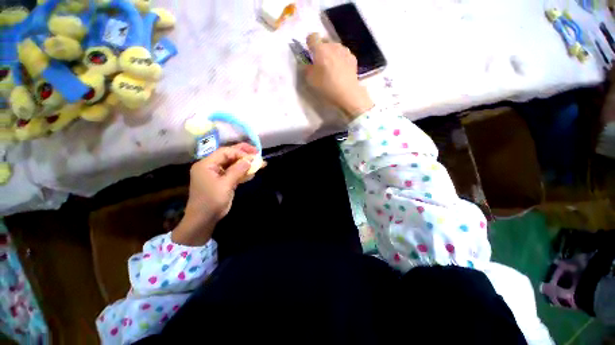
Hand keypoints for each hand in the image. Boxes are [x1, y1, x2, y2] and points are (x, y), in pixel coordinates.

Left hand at [172, 143, 257, 245]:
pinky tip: (252, 172)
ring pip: (233, 164)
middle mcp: (211, 166)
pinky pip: (234, 173)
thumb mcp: (225, 185)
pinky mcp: (223, 181)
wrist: (204, 219)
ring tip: (259, 162)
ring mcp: (217, 174)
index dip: (240, 152)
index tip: (253, 156)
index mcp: (206, 164)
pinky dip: (243, 173)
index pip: (225, 152)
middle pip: (229, 155)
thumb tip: (250, 160)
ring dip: (245, 164)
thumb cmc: (211, 201)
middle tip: (256, 151)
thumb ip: (237, 170)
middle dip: (243, 153)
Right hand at [305, 33, 373, 118]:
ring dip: (331, 53)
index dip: (309, 44)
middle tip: (320, 63)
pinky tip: (341, 70)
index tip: (310, 53)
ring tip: (331, 67)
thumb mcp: (310, 80)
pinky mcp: (353, 57)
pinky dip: (340, 58)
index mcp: (320, 49)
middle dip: (321, 49)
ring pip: (334, 47)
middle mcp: (333, 45)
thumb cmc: (327, 87)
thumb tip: (306, 63)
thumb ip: (306, 68)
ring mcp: (344, 50)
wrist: (347, 93)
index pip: (312, 37)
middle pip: (324, 41)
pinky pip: (343, 54)